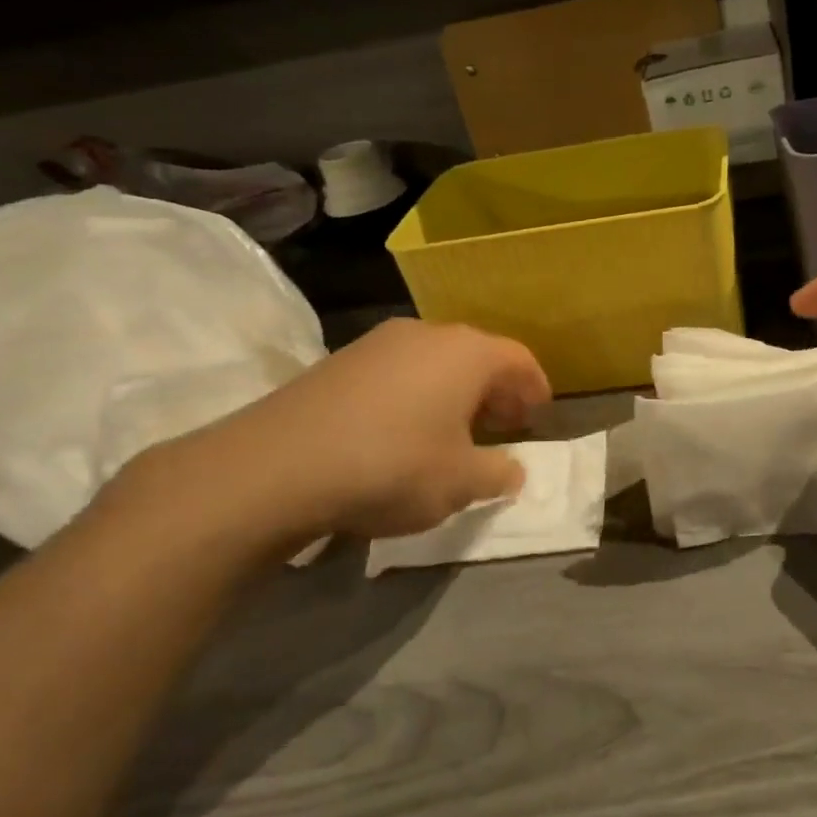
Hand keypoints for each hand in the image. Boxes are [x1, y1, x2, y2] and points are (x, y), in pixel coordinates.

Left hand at [114, 319, 551, 563]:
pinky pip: (398, 371)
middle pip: (477, 355)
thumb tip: (513, 470)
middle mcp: (427, 334)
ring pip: (435, 361)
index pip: (518, 359)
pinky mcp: (340, 361)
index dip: (535, 387)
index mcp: (466, 353)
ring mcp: (378, 342)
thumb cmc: (391, 466)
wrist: (276, 466)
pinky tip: (403, 430)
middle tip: (502, 425)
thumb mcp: (459, 483)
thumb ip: (498, 473)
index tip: (540, 414)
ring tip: (453, 430)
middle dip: (495, 390)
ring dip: (454, 391)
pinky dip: (416, 393)